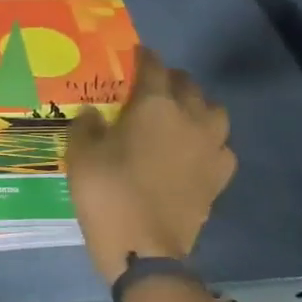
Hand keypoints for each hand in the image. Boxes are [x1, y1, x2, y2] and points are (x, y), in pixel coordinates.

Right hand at [66, 46, 235, 282]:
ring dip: (196, 107)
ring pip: (214, 111)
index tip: (133, 55)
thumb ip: (86, 126)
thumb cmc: (107, 194)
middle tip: (150, 88)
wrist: (144, 247)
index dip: (142, 57)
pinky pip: (220, 147)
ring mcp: (211, 148)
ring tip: (178, 117)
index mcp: (155, 105)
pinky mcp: (219, 177)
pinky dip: (208, 143)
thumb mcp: (80, 156)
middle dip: (170, 80)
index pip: (153, 67)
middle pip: (188, 85)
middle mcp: (191, 117)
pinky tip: (193, 153)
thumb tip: (94, 114)